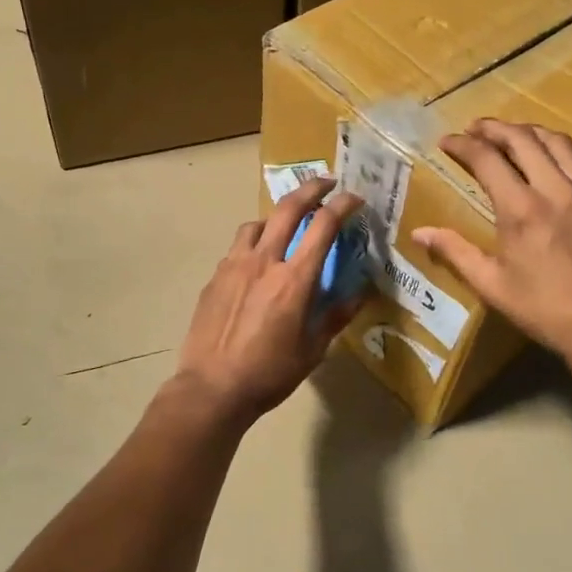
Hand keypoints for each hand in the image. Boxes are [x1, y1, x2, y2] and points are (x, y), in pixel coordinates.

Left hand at [173, 178, 365, 423]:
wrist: (212, 388)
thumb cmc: (269, 373)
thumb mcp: (313, 350)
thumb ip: (336, 316)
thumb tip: (359, 294)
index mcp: (294, 279)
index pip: (323, 226)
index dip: (343, 205)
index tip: (355, 199)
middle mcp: (263, 261)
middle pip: (287, 208)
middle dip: (311, 188)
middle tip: (326, 183)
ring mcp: (234, 266)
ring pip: (256, 224)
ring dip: (275, 218)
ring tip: (284, 229)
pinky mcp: (215, 277)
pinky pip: (237, 248)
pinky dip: (253, 245)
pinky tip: (256, 265)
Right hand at [413, 119, 571, 363]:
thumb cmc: (541, 308)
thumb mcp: (491, 285)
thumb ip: (455, 252)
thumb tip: (419, 232)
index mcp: (521, 210)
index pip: (487, 159)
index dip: (463, 145)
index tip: (447, 142)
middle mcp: (556, 190)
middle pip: (523, 139)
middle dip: (494, 128)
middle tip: (476, 129)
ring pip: (559, 142)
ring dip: (531, 132)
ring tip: (513, 135)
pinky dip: (569, 147)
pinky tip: (559, 152)